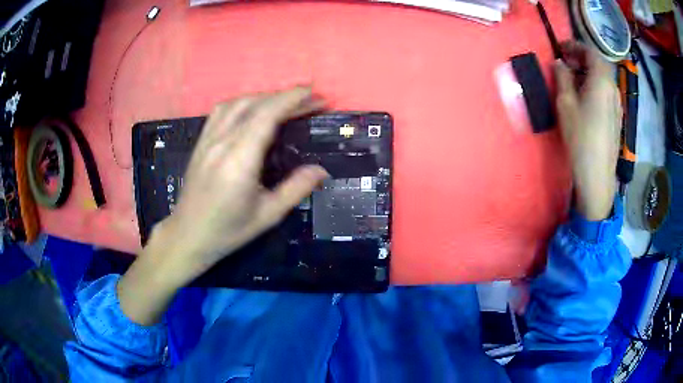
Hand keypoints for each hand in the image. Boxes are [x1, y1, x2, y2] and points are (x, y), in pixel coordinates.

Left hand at [159, 86, 328, 282]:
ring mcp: (208, 139)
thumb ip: (295, 189)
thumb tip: (322, 170)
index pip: (267, 115)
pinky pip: (221, 111)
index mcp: (239, 160)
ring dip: (265, 97)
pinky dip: (243, 102)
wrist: (189, 234)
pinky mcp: (201, 142)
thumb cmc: (228, 230)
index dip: (292, 99)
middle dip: (285, 96)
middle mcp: (222, 142)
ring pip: (237, 103)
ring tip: (285, 103)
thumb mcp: (267, 215)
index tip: (314, 94)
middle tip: (310, 100)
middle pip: (255, 104)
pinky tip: (253, 109)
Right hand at [555, 42, 621, 220]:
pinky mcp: (617, 118)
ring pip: (604, 79)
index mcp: (601, 80)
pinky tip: (586, 98)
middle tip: (566, 63)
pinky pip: (607, 93)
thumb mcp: (566, 104)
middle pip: (599, 64)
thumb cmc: (580, 137)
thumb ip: (563, 78)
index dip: (575, 46)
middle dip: (582, 59)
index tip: (560, 48)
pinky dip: (595, 86)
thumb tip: (560, 63)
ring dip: (588, 73)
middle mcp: (613, 88)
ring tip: (574, 81)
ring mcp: (617, 104)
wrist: (597, 175)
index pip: (591, 52)